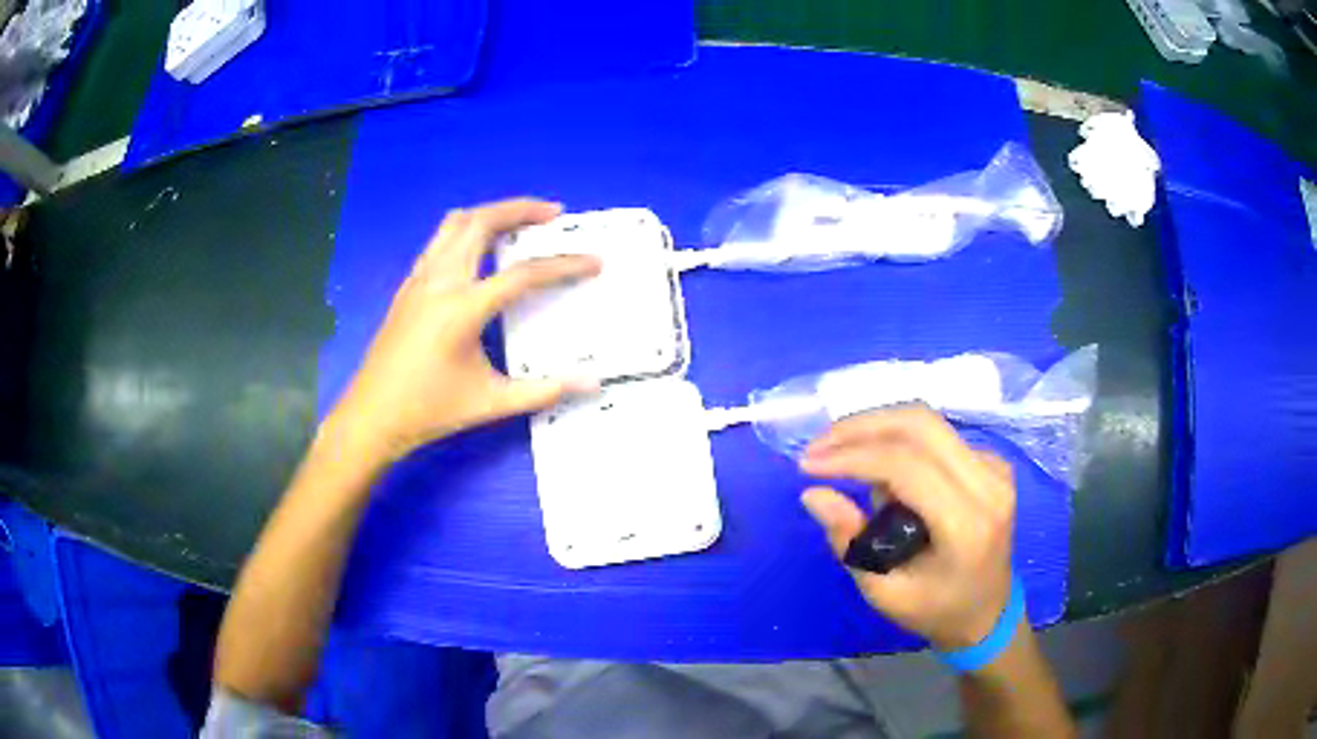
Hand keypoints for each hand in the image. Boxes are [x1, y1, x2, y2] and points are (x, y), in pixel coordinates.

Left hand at [324, 198, 600, 464]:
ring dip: (491, 213)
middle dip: (521, 209)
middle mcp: (440, 281)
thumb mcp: (491, 403)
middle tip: (554, 213)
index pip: (523, 274)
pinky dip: (466, 229)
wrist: (372, 416)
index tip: (594, 261)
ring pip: (456, 223)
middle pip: (483, 222)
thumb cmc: (430, 410)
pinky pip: (439, 240)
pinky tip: (480, 248)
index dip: (564, 265)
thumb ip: (544, 390)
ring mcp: (420, 278)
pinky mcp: (408, 285)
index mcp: (462, 308)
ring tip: (519, 220)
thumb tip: (592, 383)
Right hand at [799, 405, 1015, 649]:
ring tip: (838, 453)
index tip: (808, 465)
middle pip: (920, 425)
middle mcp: (989, 483)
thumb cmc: (936, 611)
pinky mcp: (990, 460)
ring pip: (928, 422)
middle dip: (860, 427)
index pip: (908, 466)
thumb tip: (814, 494)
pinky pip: (937, 435)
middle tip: (817, 447)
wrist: (989, 611)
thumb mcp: (884, 593)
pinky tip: (875, 463)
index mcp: (967, 525)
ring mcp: (994, 467)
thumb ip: (849, 543)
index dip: (853, 456)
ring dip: (876, 428)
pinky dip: (897, 439)